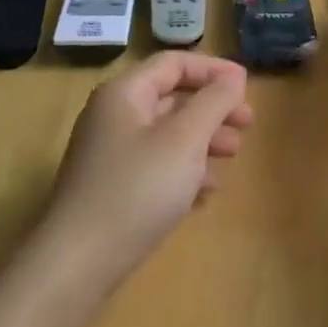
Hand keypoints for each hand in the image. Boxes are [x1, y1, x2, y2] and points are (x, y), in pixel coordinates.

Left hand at [43, 52, 252, 291]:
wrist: (79, 262)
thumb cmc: (137, 189)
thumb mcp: (185, 139)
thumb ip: (213, 102)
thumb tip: (234, 76)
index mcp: (125, 94)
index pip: (174, 63)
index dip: (214, 70)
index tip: (248, 88)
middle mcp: (114, 116)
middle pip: (172, 97)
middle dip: (213, 107)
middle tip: (248, 124)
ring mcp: (111, 153)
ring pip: (167, 132)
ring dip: (204, 138)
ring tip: (233, 155)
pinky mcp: (113, 187)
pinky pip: (156, 163)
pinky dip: (185, 168)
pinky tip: (207, 189)